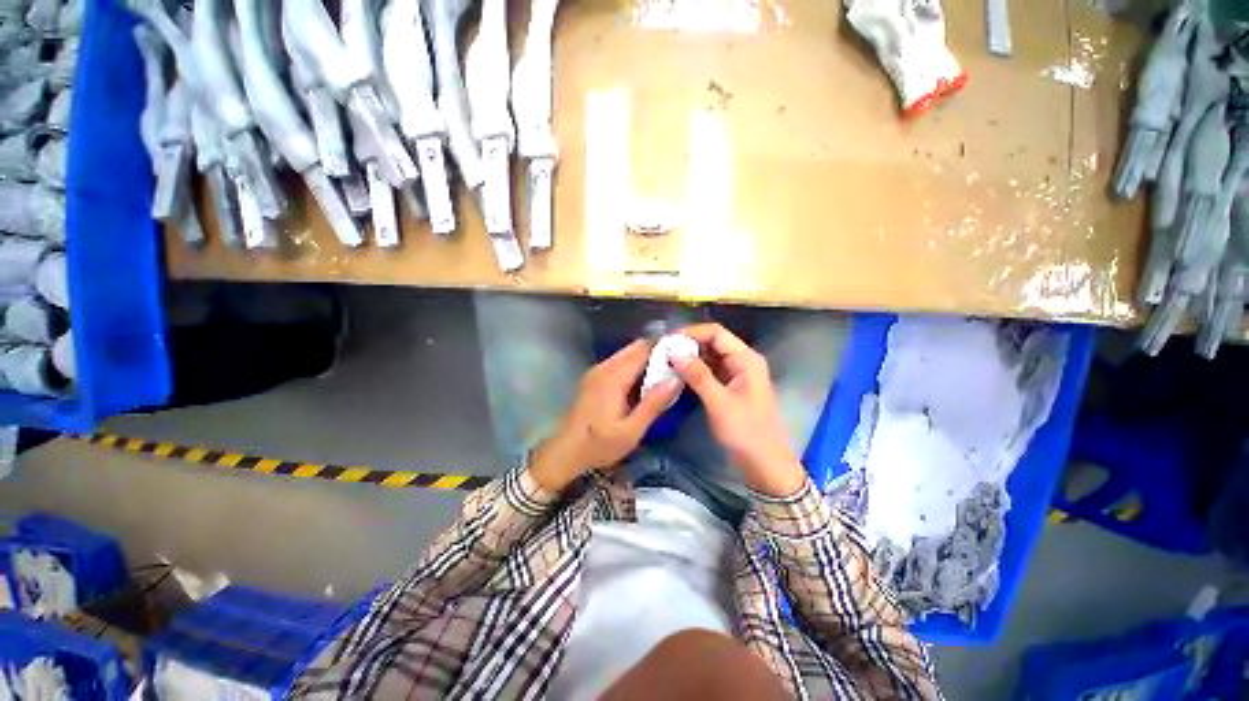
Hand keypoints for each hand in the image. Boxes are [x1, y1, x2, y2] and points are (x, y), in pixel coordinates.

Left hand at [529, 339, 679, 491]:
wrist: (564, 452)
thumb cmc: (599, 445)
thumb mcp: (631, 430)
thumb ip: (653, 404)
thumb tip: (676, 378)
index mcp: (613, 377)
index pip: (644, 350)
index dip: (665, 346)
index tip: (686, 351)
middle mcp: (604, 367)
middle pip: (635, 348)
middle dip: (658, 350)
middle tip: (679, 363)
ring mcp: (597, 371)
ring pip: (627, 353)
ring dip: (647, 357)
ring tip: (667, 370)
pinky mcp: (594, 378)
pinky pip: (619, 362)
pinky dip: (635, 365)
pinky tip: (645, 380)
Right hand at [672, 324, 805, 496]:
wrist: (766, 466)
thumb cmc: (746, 433)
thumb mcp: (719, 402)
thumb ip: (697, 375)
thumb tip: (674, 351)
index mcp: (746, 359)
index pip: (716, 333)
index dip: (691, 333)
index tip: (666, 341)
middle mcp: (742, 362)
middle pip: (713, 343)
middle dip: (688, 345)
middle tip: (662, 353)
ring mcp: (737, 376)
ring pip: (710, 358)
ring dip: (690, 359)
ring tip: (665, 363)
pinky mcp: (731, 389)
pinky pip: (710, 373)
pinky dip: (695, 372)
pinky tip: (678, 376)